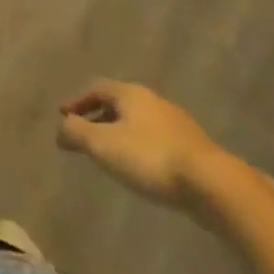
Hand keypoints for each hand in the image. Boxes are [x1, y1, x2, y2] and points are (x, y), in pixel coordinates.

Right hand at [56, 79, 231, 213]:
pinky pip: (157, 141)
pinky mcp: (194, 149)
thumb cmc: (150, 158)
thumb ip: (76, 132)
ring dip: (120, 133)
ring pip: (139, 122)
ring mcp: (177, 124)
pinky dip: (140, 148)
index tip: (63, 116)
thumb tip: (61, 127)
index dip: (77, 101)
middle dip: (98, 117)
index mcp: (130, 93)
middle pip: (118, 103)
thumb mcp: (103, 145)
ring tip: (111, 155)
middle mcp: (153, 101)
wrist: (213, 185)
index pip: (96, 88)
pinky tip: (142, 169)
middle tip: (84, 135)